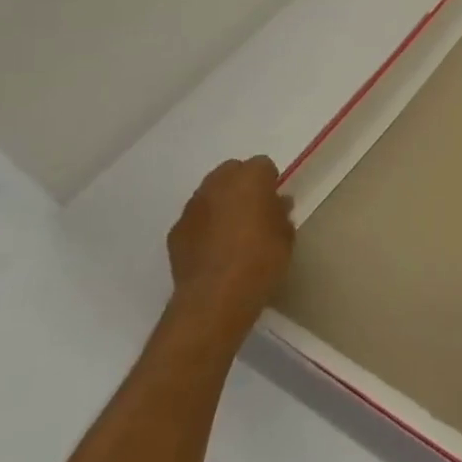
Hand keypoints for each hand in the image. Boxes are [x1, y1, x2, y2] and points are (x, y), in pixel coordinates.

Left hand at [166, 156, 295, 346]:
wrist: (216, 297)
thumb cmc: (261, 260)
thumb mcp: (286, 235)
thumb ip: (281, 214)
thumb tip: (277, 204)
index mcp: (250, 178)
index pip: (263, 165)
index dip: (270, 182)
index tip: (275, 202)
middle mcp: (217, 184)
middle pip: (231, 172)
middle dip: (242, 186)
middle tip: (254, 212)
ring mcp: (192, 207)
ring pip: (209, 194)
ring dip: (221, 205)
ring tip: (232, 233)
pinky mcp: (175, 231)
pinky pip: (195, 220)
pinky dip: (204, 228)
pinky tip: (214, 251)